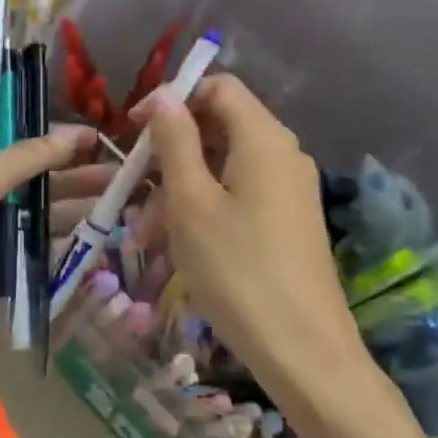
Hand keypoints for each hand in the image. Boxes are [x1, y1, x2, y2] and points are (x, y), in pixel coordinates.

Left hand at [0, 128, 114, 373]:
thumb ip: (19, 161)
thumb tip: (69, 135)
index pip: (13, 149)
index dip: (54, 143)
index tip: (97, 140)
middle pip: (29, 187)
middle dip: (73, 180)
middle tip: (122, 178)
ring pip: (31, 225)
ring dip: (71, 216)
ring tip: (118, 210)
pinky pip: (25, 263)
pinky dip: (54, 254)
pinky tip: (91, 249)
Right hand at [137, 78, 353, 381]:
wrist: (304, 351)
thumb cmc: (238, 271)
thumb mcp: (192, 202)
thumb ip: (175, 140)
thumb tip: (164, 94)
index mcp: (263, 138)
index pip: (218, 86)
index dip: (172, 99)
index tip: (133, 131)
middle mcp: (283, 153)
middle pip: (219, 126)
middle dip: (170, 151)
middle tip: (133, 189)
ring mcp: (289, 189)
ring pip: (224, 166)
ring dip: (180, 187)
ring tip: (146, 232)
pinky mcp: (288, 221)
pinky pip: (239, 195)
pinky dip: (204, 208)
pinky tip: (178, 245)